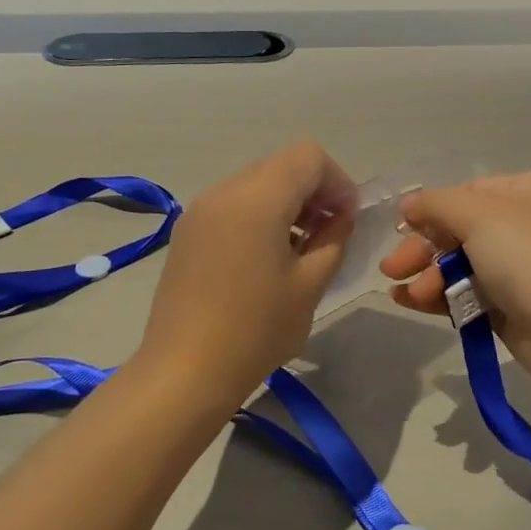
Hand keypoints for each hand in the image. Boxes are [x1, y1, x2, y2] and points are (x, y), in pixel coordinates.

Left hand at [135, 140, 358, 405]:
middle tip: (328, 232)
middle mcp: (224, 192)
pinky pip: (233, 203)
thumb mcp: (311, 285)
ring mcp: (200, 210)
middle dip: (313, 190)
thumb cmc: (256, 331)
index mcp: (257, 200)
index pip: (308, 157)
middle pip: (281, 165)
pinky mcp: (187, 231)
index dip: (337, 180)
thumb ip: (334, 238)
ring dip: (286, 202)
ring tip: (299, 248)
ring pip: (256, 182)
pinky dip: (259, 214)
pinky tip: (265, 258)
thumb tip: (341, 215)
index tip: (346, 218)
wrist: (184, 372)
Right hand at [378, 172, 530, 386]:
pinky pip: (466, 292)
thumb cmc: (526, 257)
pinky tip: (409, 301)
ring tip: (405, 294)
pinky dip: (438, 295)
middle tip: (391, 268)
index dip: (432, 210)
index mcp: (526, 191)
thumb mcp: (477, 214)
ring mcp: (519, 266)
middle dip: (422, 249)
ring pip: (458, 263)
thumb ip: (435, 204)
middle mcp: (525, 223)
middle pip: (458, 229)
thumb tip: (408, 204)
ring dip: (427, 276)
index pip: (467, 193)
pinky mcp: (510, 303)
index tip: (402, 228)